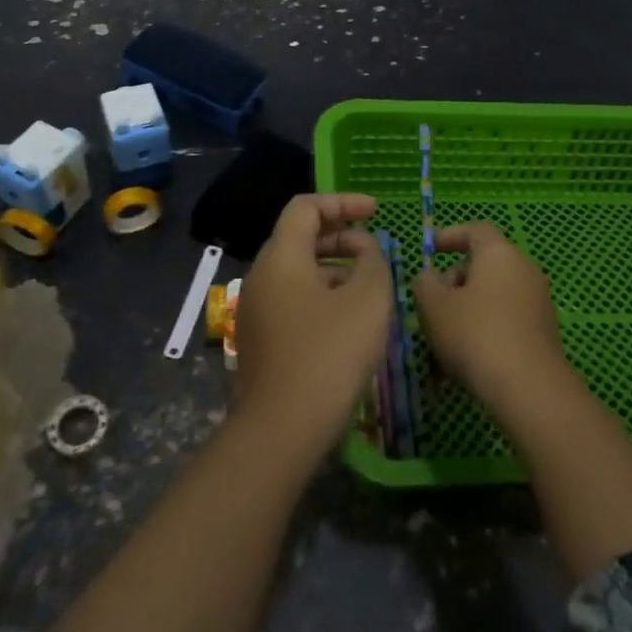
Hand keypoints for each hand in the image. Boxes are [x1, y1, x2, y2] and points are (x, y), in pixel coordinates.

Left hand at [233, 194, 392, 453]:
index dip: (342, 202)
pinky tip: (348, 317)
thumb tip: (365, 251)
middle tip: (376, 247)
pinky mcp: (260, 338)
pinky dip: (321, 292)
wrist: (281, 430)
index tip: (376, 211)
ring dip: (333, 266)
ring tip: (369, 282)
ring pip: (297, 270)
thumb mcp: (368, 300)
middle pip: (299, 236)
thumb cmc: (329, 355)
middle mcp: (261, 275)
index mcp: (281, 257)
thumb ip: (373, 262)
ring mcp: (256, 308)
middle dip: (340, 235)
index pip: (306, 207)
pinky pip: (292, 297)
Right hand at [413, 222, 569, 413]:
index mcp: (499, 253)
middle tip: (430, 306)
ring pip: (491, 298)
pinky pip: (504, 321)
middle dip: (453, 282)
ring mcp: (538, 302)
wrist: (528, 388)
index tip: (429, 249)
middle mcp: (524, 270)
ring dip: (465, 312)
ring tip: (440, 344)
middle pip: (483, 265)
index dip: (450, 235)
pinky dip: (482, 331)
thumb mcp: (433, 305)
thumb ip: (424, 283)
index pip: (475, 229)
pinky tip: (463, 364)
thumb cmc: (474, 334)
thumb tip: (431, 279)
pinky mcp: (543, 332)